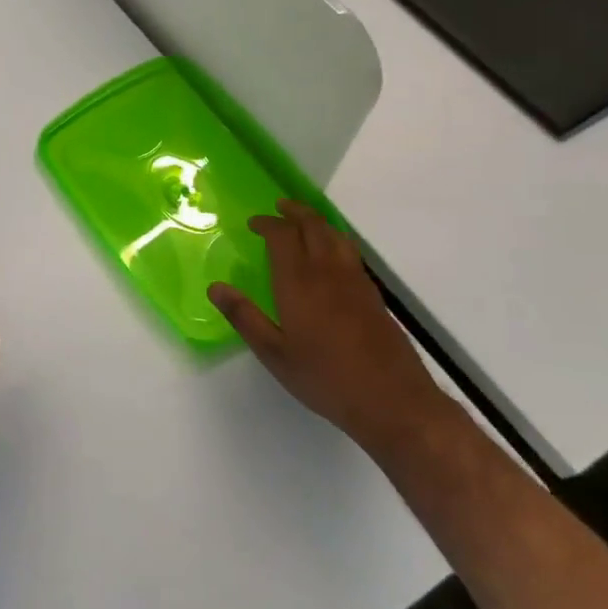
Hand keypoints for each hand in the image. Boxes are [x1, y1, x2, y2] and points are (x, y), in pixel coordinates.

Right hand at [209, 201, 448, 451]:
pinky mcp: (373, 295)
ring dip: (317, 222)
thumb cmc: (325, 378)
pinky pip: (350, 252)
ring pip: (336, 236)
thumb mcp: (274, 353)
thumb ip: (244, 317)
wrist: (392, 400)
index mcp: (299, 283)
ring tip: (304, 222)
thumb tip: (215, 288)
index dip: (268, 224)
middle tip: (279, 208)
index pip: (282, 236)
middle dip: (295, 212)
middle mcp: (328, 272)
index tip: (254, 223)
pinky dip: (334, 240)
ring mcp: (355, 281)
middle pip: (313, 226)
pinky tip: (331, 255)